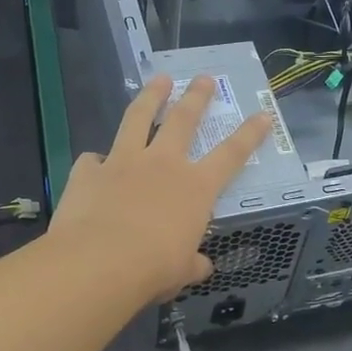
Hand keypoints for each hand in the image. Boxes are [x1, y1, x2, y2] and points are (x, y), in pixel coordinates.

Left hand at [50, 74, 271, 304]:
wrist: (98, 262)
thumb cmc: (153, 269)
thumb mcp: (182, 272)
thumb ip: (192, 264)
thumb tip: (201, 267)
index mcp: (195, 188)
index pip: (232, 155)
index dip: (250, 134)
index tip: (263, 114)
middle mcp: (163, 164)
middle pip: (184, 120)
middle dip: (197, 97)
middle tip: (204, 78)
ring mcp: (123, 162)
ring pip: (138, 118)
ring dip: (151, 97)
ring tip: (159, 80)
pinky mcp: (88, 171)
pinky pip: (92, 160)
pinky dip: (95, 161)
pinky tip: (94, 163)